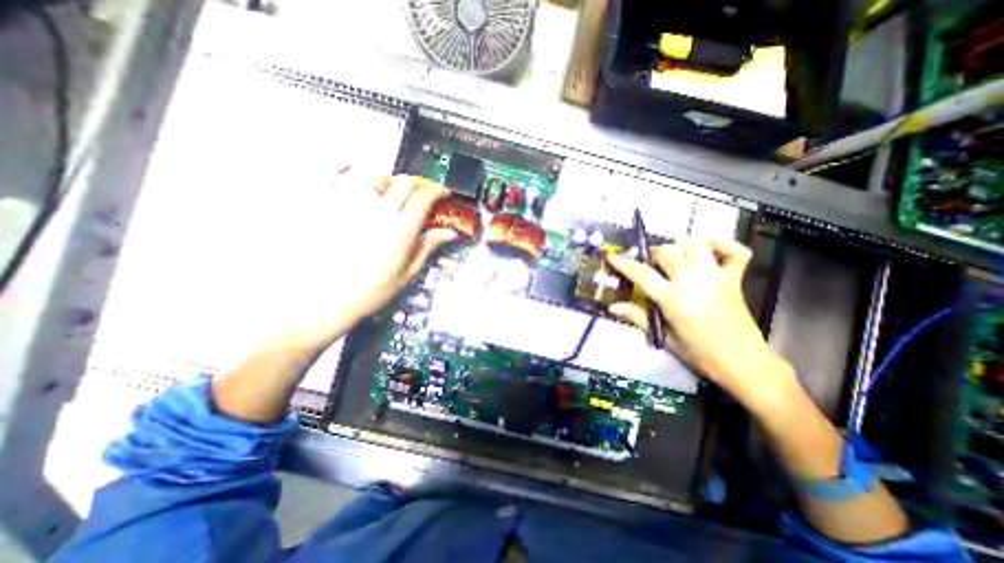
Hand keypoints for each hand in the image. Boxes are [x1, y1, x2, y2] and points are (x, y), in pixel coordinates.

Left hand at [281, 174, 456, 346]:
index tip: (443, 193)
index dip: (437, 191)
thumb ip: (428, 246)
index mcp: (401, 229)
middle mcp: (379, 212)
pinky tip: (354, 170)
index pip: (424, 197)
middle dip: (420, 182)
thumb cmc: (370, 291)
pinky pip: (340, 179)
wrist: (326, 300)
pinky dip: (351, 170)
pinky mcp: (330, 208)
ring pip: (377, 177)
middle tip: (425, 191)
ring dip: (393, 179)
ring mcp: (352, 207)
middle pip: (404, 182)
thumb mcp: (407, 272)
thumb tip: (448, 233)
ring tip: (396, 187)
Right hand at [609, 237, 795, 408]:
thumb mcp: (664, 337)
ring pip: (695, 245)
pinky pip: (735, 250)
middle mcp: (694, 283)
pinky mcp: (735, 278)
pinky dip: (721, 244)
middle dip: (653, 254)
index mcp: (674, 300)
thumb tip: (613, 307)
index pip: (642, 274)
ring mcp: (717, 277)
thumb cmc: (700, 354)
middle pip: (668, 252)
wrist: (744, 363)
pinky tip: (707, 250)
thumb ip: (638, 317)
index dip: (623, 263)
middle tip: (650, 264)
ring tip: (674, 257)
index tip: (612, 257)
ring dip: (680, 246)